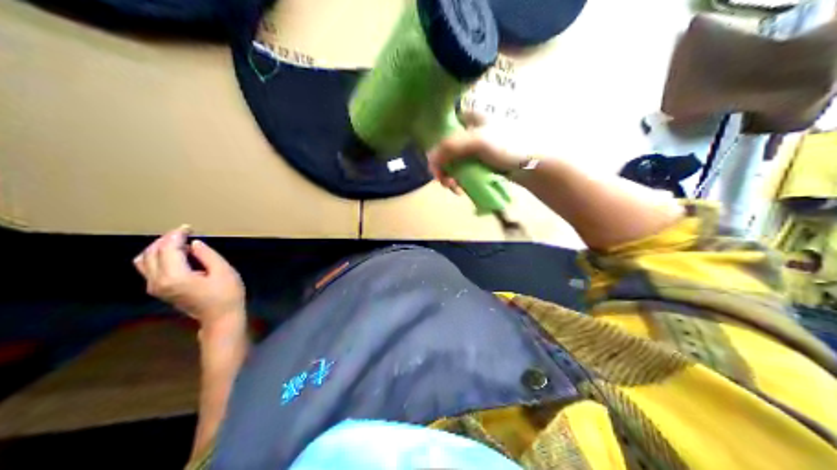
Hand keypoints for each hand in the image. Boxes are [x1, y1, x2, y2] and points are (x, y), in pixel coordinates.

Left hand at [134, 226, 244, 327]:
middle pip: (153, 251)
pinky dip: (156, 257)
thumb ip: (206, 254)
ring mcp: (155, 287)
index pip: (168, 248)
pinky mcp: (158, 290)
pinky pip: (147, 268)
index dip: (177, 234)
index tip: (189, 228)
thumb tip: (193, 244)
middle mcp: (158, 282)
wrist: (221, 319)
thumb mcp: (223, 271)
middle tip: (185, 233)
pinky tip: (173, 255)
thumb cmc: (226, 296)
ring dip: (159, 247)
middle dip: (167, 239)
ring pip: (145, 259)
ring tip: (178, 243)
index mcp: (175, 276)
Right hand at [427, 112, 523, 191]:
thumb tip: (430, 159)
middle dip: (442, 168)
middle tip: (446, 183)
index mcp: (468, 118)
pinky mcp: (480, 163)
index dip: (434, 147)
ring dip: (450, 177)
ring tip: (456, 189)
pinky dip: (459, 180)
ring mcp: (475, 149)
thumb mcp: (477, 141)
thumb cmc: (508, 146)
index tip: (436, 165)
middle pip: (444, 149)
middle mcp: (469, 131)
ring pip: (453, 162)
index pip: (441, 129)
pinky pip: (463, 171)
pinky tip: (461, 189)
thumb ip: (451, 147)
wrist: (533, 165)